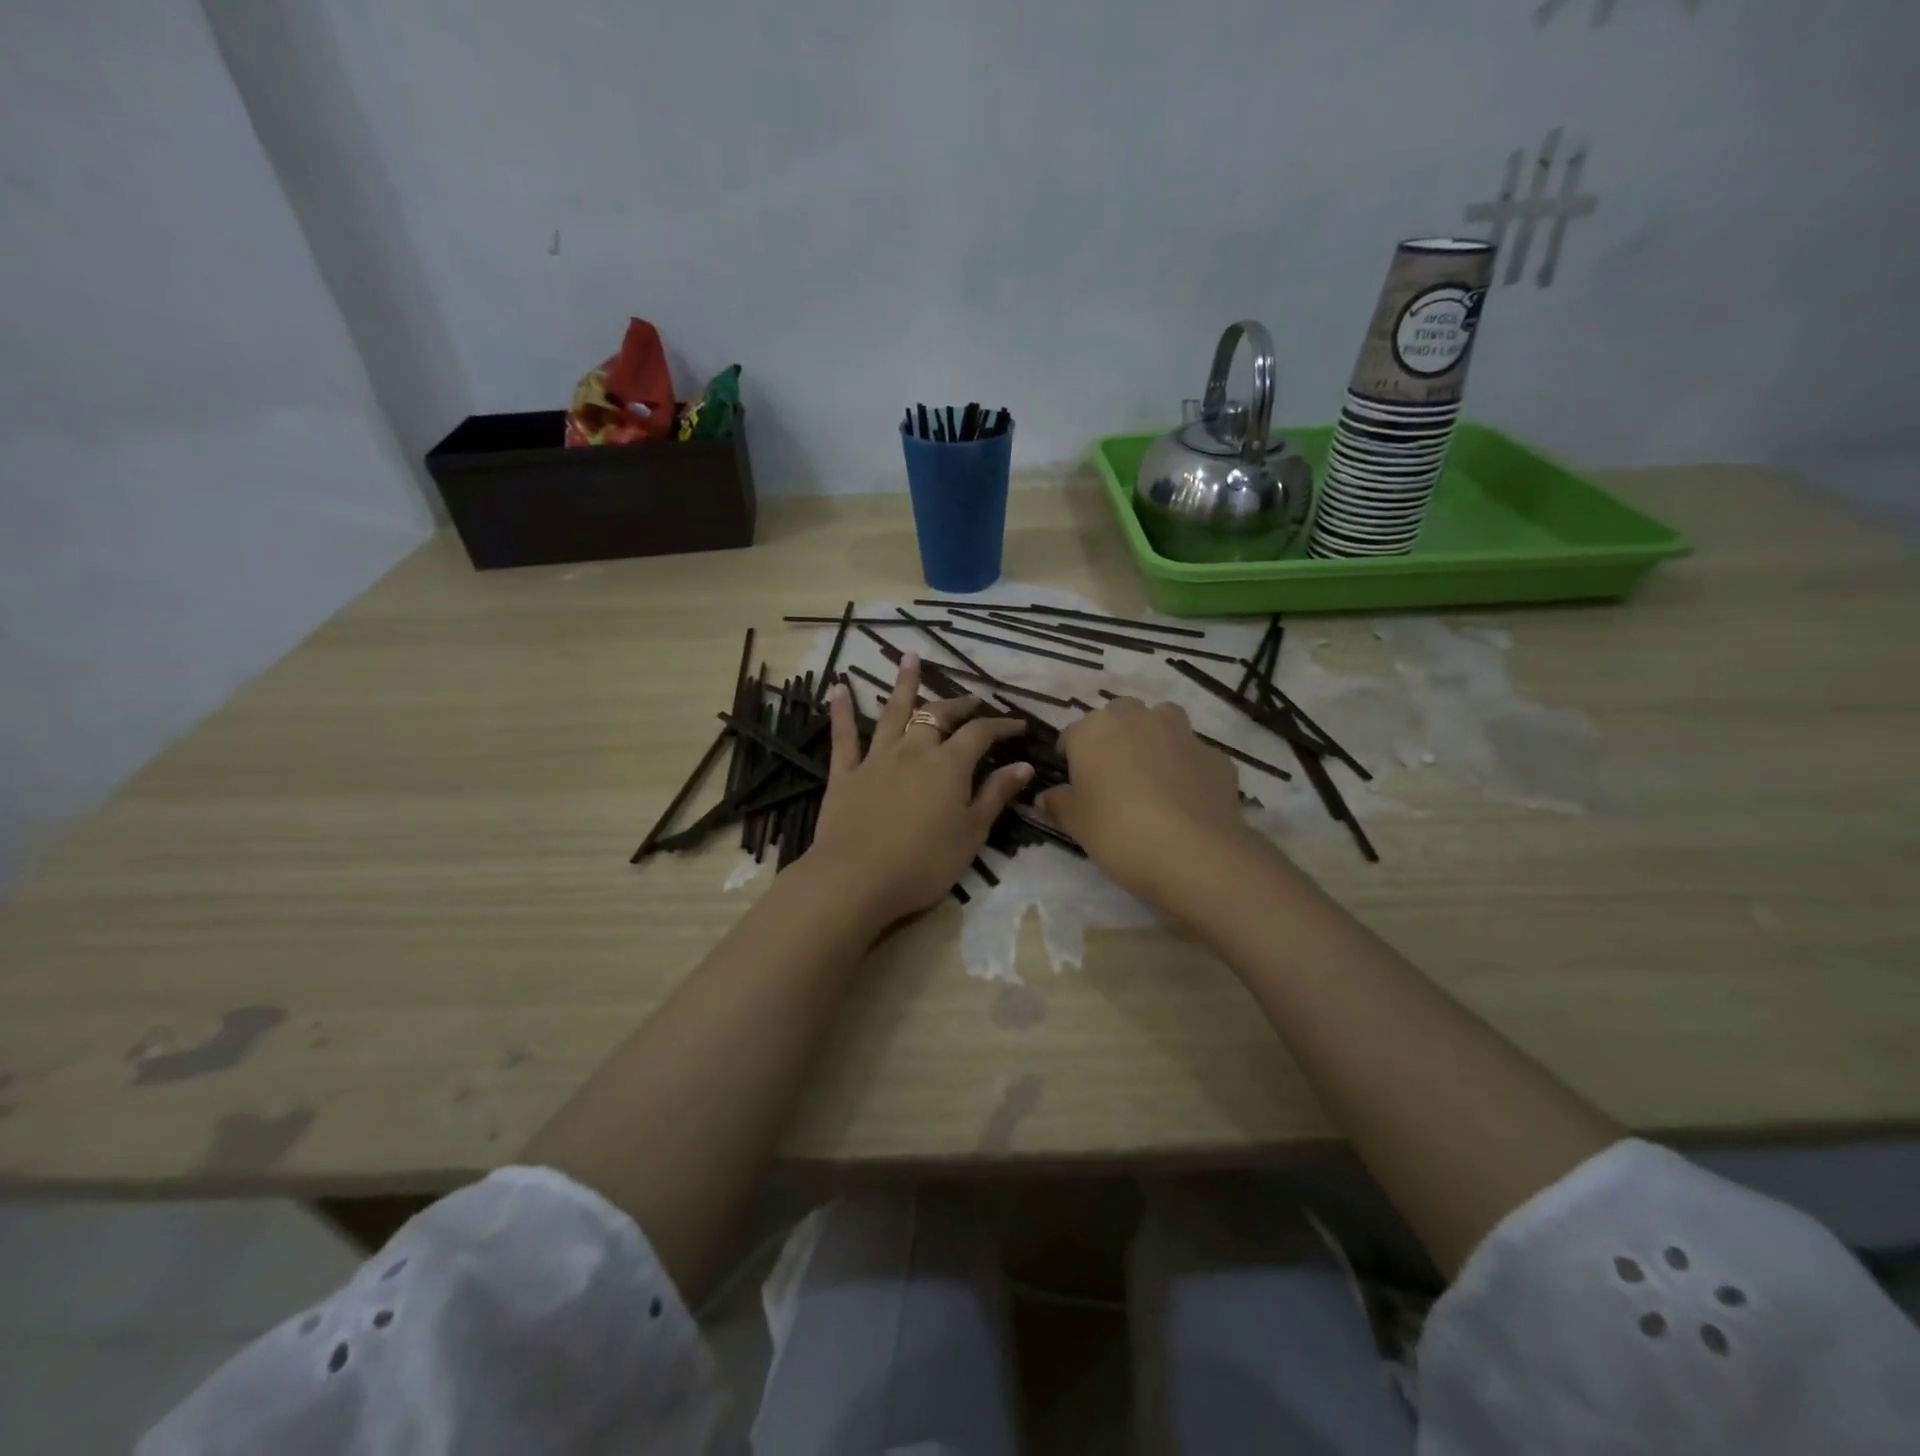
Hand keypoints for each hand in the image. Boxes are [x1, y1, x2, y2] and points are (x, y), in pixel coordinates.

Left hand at [806, 656, 1032, 928]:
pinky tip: (838, 688)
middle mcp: (914, 750)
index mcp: (949, 765)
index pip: (981, 734)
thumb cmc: (923, 863)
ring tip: (909, 658)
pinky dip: (842, 711)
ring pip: (893, 713)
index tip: (1019, 726)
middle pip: (938, 715)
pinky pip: (844, 736)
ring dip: (903, 684)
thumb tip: (1023, 765)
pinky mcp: (845, 773)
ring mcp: (876, 759)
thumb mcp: (971, 833)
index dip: (1001, 726)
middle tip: (972, 699)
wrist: (856, 879)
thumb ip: (995, 795)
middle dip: (958, 704)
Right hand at [1038, 696, 1258, 906]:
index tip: (1072, 783)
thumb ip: (1058, 803)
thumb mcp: (1076, 823)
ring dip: (1154, 737)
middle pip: (1119, 715)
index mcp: (1095, 730)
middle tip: (1111, 775)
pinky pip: (1193, 753)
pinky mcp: (1215, 755)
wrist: (1194, 853)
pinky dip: (1186, 766)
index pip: (1072, 734)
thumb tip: (1045, 797)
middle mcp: (1137, 719)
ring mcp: (1181, 733)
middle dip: (1114, 736)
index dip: (1070, 756)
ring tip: (1151, 774)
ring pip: (1162, 720)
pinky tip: (1185, 796)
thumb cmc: (1119, 831)